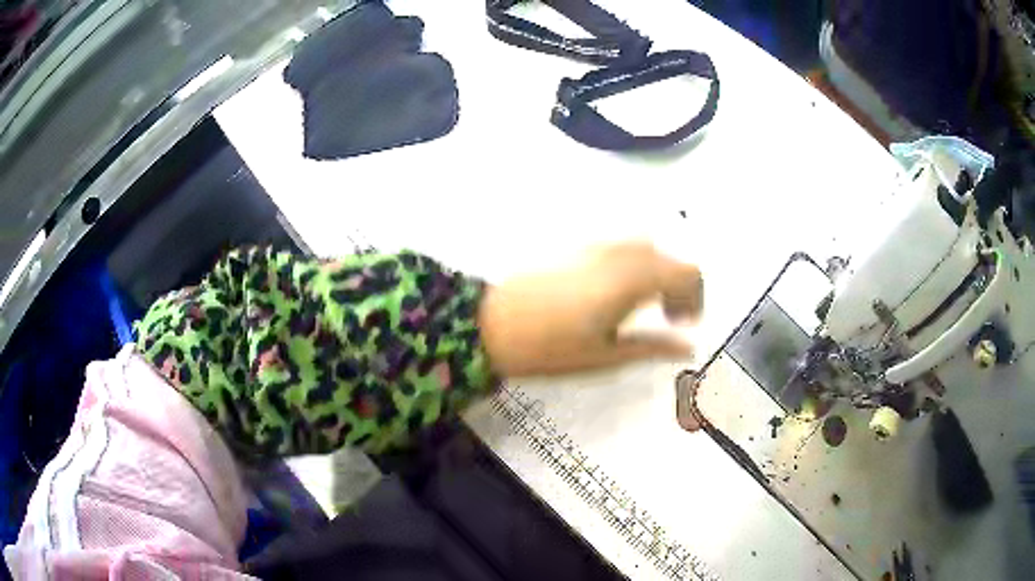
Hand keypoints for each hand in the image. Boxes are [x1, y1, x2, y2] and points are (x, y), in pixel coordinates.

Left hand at [478, 241, 702, 377]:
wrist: (489, 321)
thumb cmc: (549, 346)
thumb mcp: (606, 355)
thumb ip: (653, 346)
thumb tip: (689, 347)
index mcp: (634, 278)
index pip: (687, 271)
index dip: (695, 297)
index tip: (685, 324)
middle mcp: (620, 252)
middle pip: (668, 255)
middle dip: (678, 285)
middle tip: (668, 318)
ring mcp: (596, 244)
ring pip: (645, 248)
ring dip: (656, 273)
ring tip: (643, 306)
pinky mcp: (576, 245)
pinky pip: (620, 247)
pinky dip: (634, 265)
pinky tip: (616, 293)